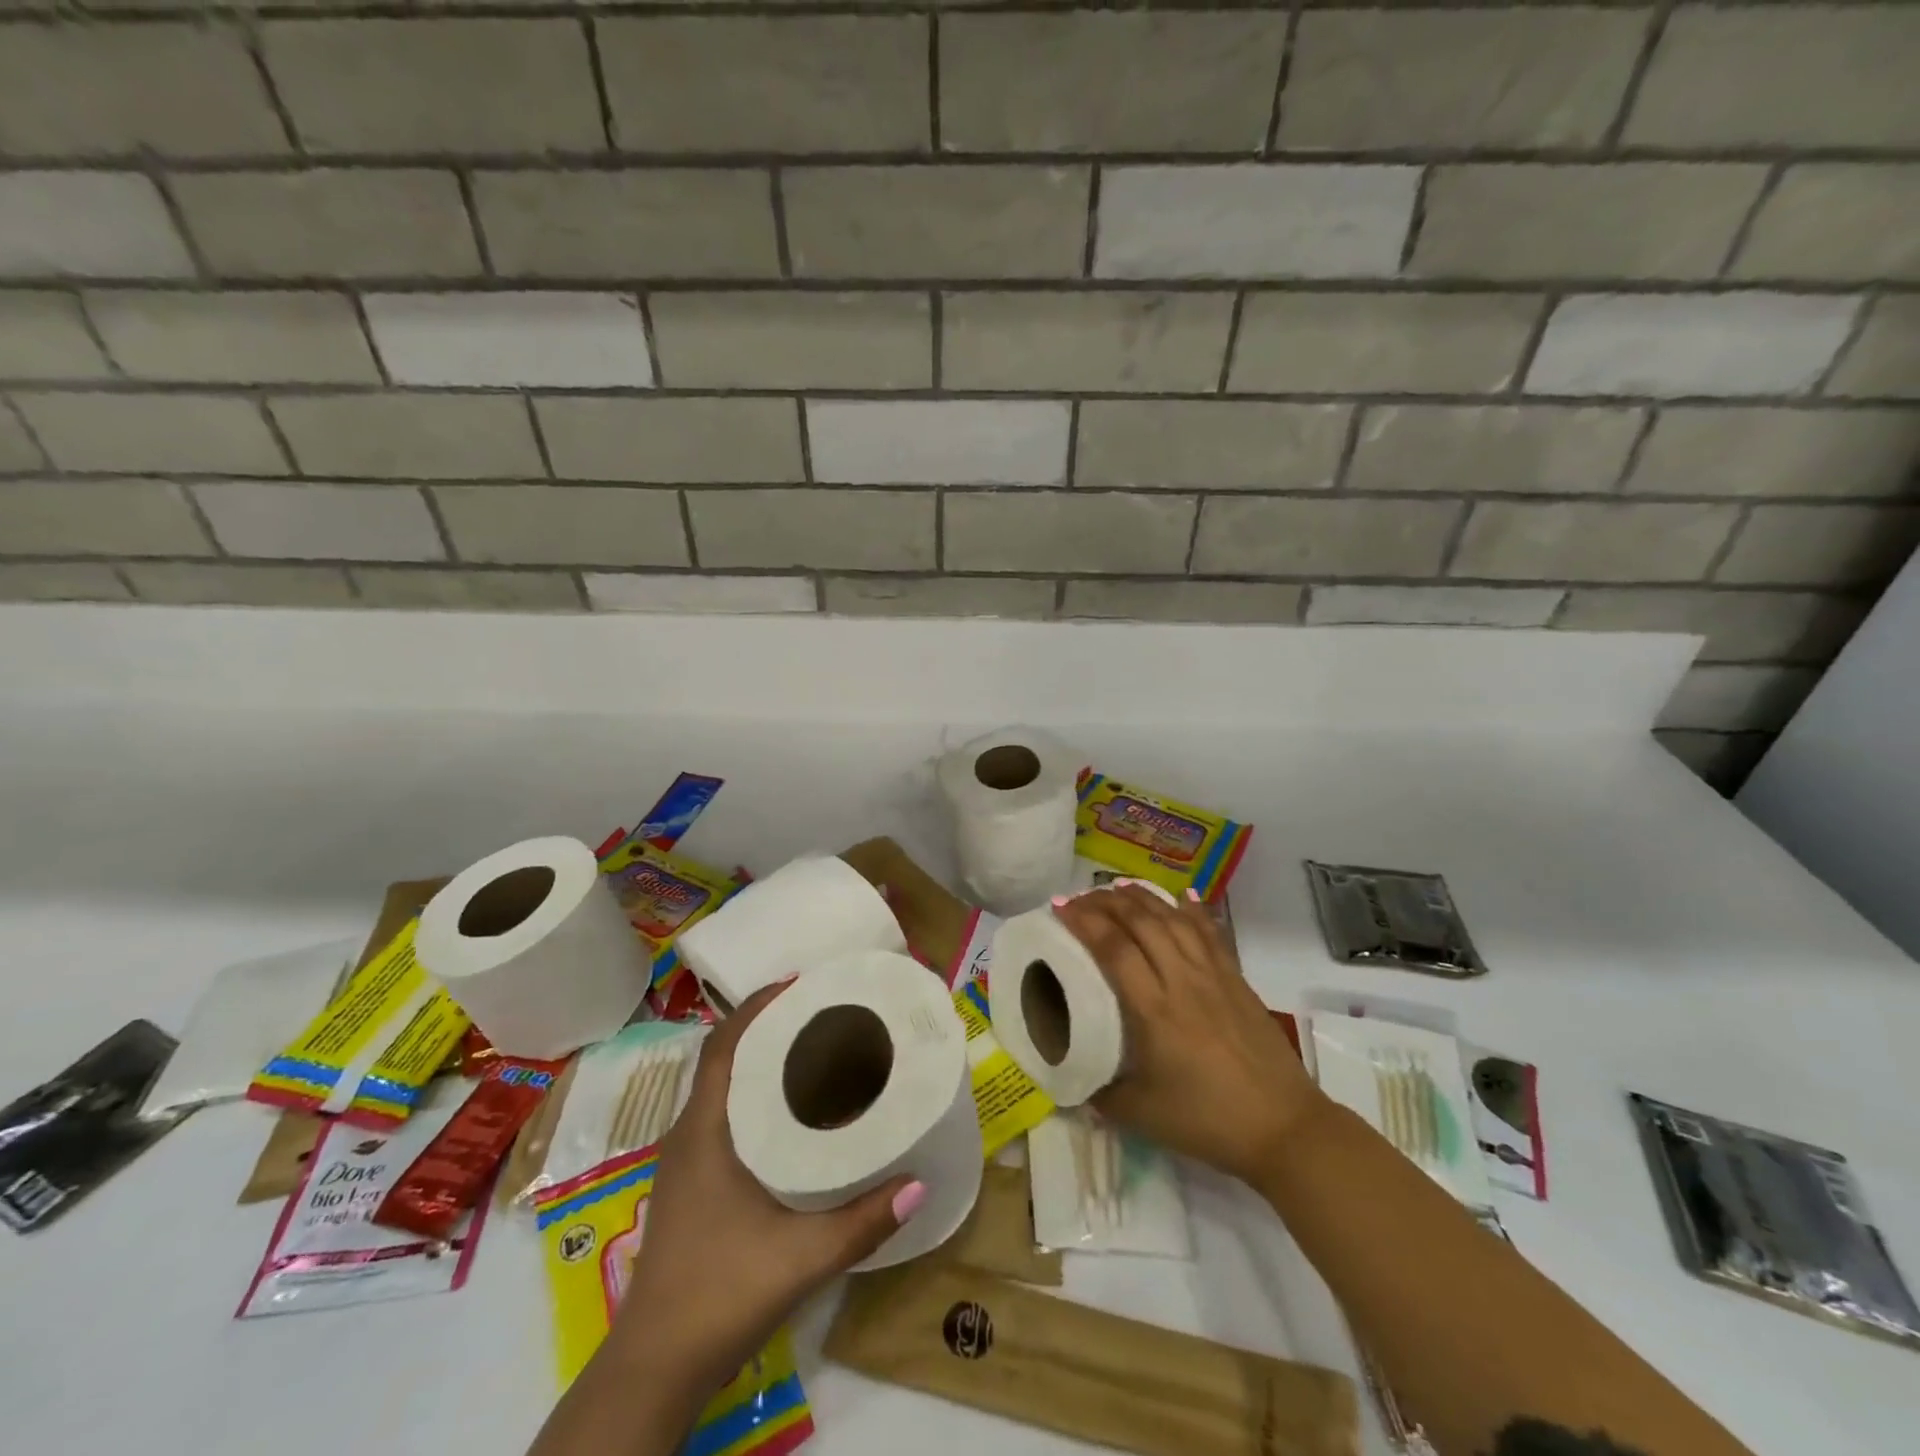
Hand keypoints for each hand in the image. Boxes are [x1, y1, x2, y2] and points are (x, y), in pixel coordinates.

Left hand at [606, 980, 924, 1391]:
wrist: (654, 1368)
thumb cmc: (720, 1293)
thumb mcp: (802, 1256)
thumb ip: (863, 1221)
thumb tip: (920, 1182)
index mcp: (705, 1130)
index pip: (724, 1044)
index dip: (757, 1006)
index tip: (800, 984)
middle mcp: (689, 1133)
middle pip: (726, 1057)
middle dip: (768, 1027)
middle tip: (822, 1014)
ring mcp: (684, 1160)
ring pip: (722, 1087)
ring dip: (759, 1061)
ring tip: (813, 1052)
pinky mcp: (689, 1183)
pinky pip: (722, 1115)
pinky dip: (753, 1095)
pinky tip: (790, 1114)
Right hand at [1053, 884, 1325, 1185]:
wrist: (1284, 1128)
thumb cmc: (1208, 1121)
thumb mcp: (1141, 1115)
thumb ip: (1100, 1092)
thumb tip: (1072, 1076)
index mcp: (1154, 1010)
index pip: (1113, 949)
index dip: (1084, 922)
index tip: (1059, 907)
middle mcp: (1182, 980)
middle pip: (1142, 923)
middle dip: (1106, 902)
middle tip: (1080, 896)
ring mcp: (1214, 975)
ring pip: (1174, 919)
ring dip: (1143, 898)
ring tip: (1118, 888)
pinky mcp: (1236, 979)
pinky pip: (1210, 932)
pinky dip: (1192, 909)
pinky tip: (1181, 895)